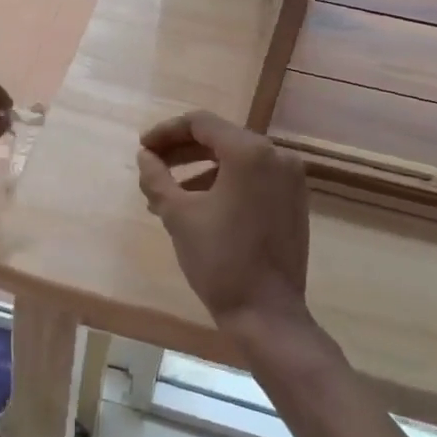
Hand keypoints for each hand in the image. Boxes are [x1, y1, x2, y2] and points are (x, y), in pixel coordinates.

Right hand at [136, 110, 310, 335]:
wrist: (266, 313)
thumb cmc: (219, 259)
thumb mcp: (178, 215)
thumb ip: (157, 177)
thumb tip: (145, 157)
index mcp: (250, 152)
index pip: (201, 123)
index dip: (166, 132)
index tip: (143, 149)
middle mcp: (276, 156)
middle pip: (219, 138)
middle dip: (181, 151)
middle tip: (151, 166)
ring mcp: (290, 179)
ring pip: (235, 160)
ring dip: (199, 169)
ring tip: (166, 194)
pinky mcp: (293, 201)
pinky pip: (252, 178)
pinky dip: (223, 183)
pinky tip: (197, 205)